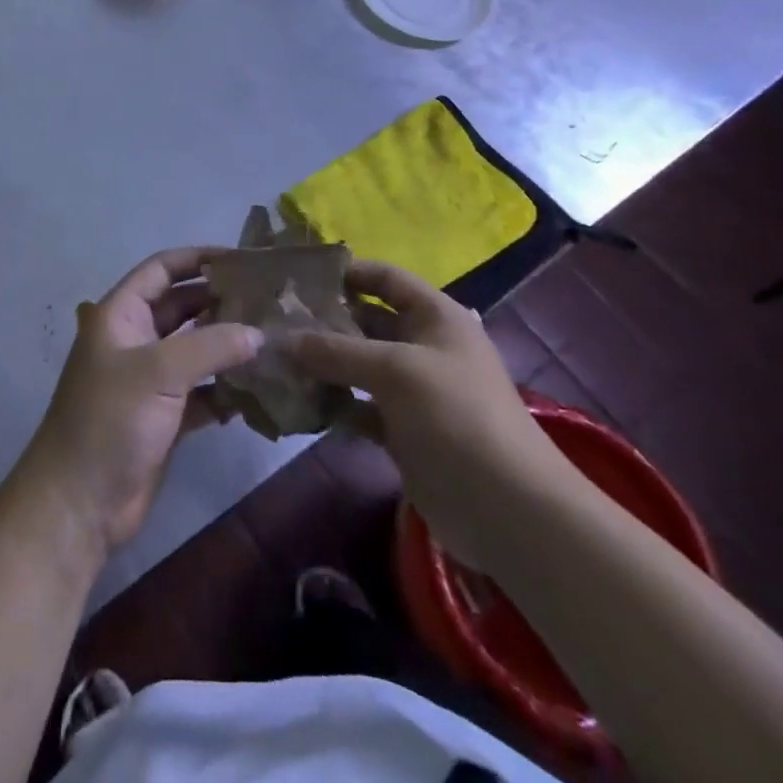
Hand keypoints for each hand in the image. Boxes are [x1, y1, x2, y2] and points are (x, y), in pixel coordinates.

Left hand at [21, 248, 263, 555]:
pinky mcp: (164, 417)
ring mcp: (149, 380)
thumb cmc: (109, 420)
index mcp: (120, 315)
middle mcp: (135, 340)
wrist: (78, 503)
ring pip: (195, 351)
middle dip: (221, 302)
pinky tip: (257, 391)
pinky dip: (225, 390)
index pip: (161, 270)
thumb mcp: (158, 372)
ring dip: (227, 346)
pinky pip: (202, 392)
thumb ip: (210, 346)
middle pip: (182, 308)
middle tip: (268, 300)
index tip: (241, 258)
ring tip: (273, 340)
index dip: (198, 258)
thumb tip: (258, 333)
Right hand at [284, 260, 579, 565]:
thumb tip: (284, 339)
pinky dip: (335, 404)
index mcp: (435, 317)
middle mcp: (424, 346)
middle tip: (277, 322)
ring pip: (359, 366)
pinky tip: (300, 404)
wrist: (506, 508)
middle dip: (326, 322)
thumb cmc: (455, 415)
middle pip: (368, 322)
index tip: (301, 279)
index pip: (386, 279)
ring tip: (278, 360)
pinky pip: (361, 406)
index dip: (348, 273)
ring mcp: (414, 391)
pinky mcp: (404, 430)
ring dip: (324, 365)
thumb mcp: (394, 371)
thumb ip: (337, 350)